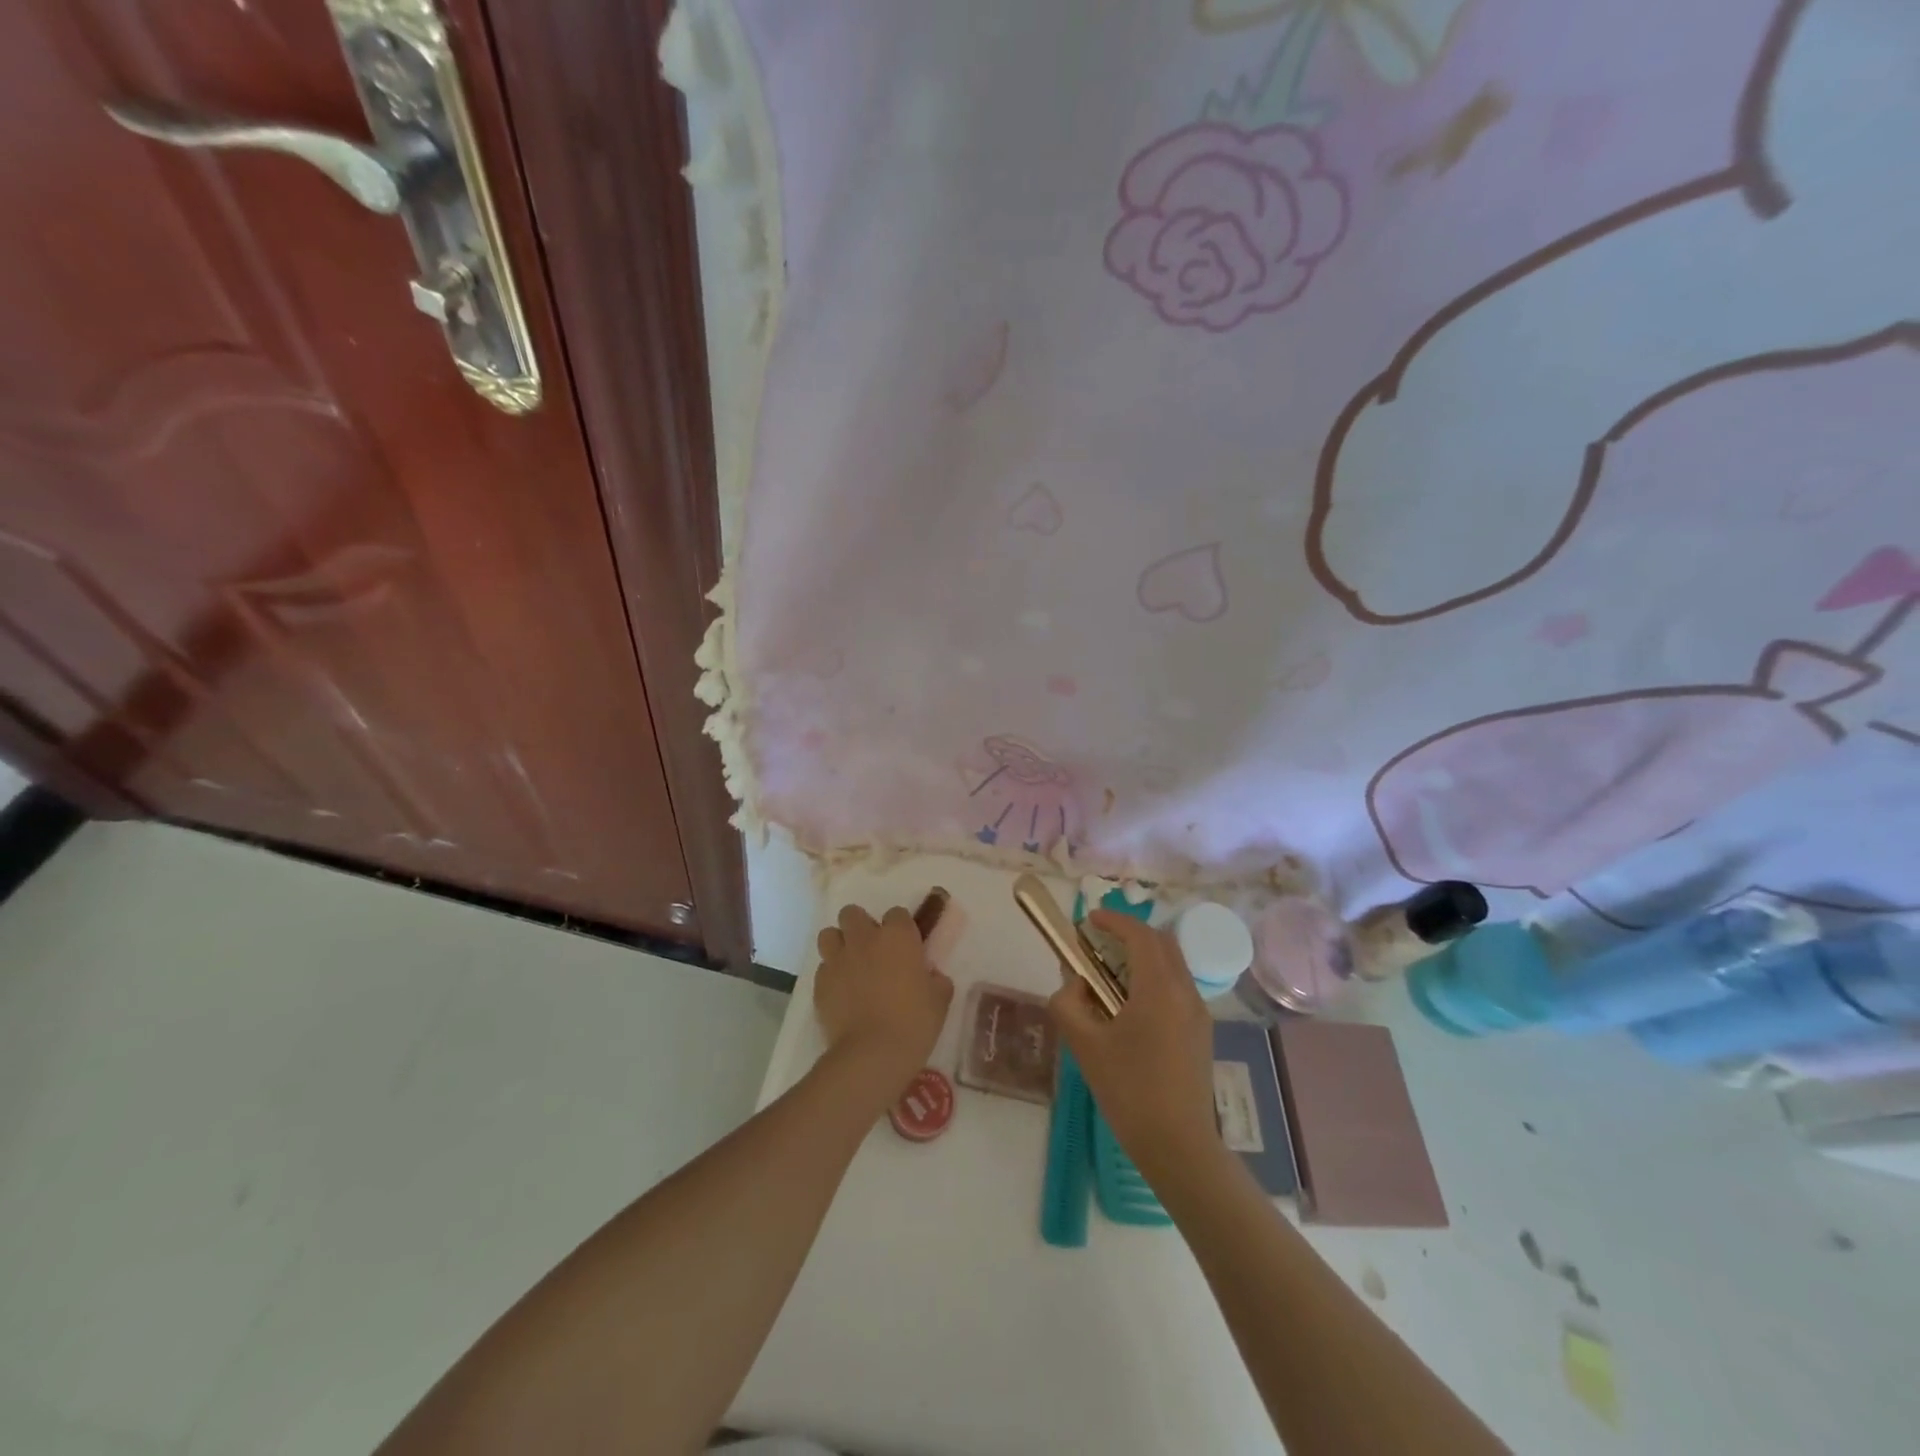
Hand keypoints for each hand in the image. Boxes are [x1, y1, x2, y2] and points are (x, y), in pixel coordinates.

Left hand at [814, 902, 954, 1100]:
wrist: (872, 1054)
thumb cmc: (914, 1022)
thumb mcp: (939, 1000)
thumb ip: (936, 980)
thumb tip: (931, 976)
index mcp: (897, 936)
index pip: (896, 913)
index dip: (900, 928)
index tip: (905, 947)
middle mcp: (864, 939)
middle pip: (852, 913)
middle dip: (860, 926)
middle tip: (872, 951)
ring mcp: (838, 959)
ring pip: (829, 935)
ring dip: (839, 944)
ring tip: (850, 965)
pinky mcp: (820, 983)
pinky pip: (823, 968)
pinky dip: (831, 975)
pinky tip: (841, 994)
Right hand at [1049, 909, 1221, 1180]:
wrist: (1179, 1146)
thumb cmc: (1129, 1091)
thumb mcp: (1085, 1046)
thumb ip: (1068, 1004)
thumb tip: (1074, 985)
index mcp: (1159, 988)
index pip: (1140, 935)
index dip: (1113, 920)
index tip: (1088, 920)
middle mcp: (1185, 991)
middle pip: (1161, 943)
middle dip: (1129, 934)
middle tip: (1097, 944)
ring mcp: (1198, 1013)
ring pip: (1172, 964)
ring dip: (1142, 957)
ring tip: (1108, 974)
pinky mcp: (1201, 1032)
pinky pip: (1177, 987)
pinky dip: (1153, 978)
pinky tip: (1129, 1006)